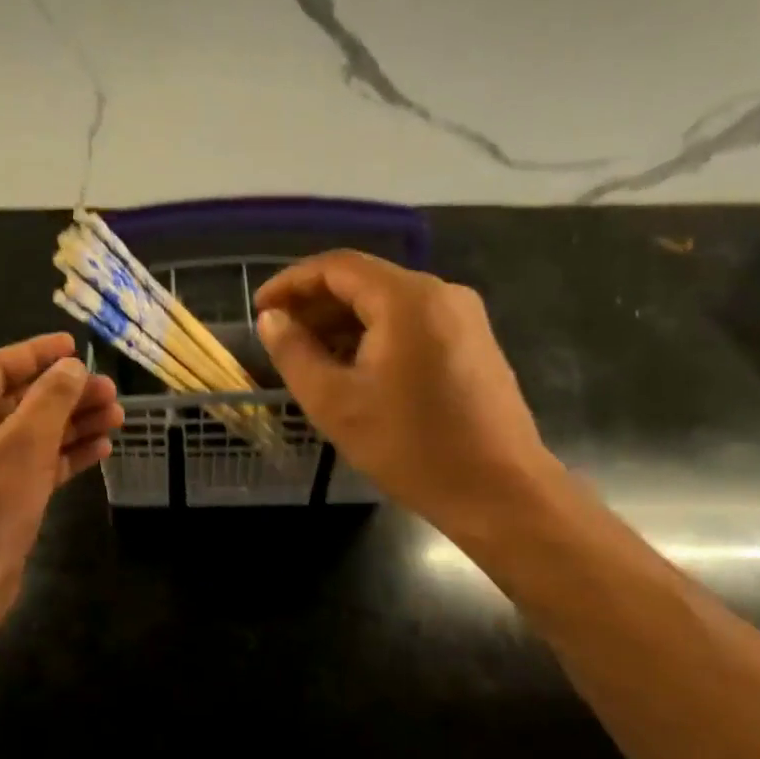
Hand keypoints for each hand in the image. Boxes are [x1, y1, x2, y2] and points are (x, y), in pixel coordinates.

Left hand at [0, 333, 121, 622]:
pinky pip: (35, 466)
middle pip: (20, 401)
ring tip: (118, 418)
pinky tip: (101, 451)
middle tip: (111, 391)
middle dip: (67, 394)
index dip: (37, 353)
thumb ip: (50, 399)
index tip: (75, 346)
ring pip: (32, 435)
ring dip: (73, 425)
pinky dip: (65, 457)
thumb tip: (71, 366)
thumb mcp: (22, 444)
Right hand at [254, 251, 554, 527]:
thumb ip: (294, 353)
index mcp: (407, 299)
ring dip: (344, 323)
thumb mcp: (335, 403)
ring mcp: (464, 318)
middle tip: (280, 336)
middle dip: (316, 305)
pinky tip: (353, 369)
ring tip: (309, 357)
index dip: (291, 283)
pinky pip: (413, 324)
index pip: (337, 267)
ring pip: (389, 304)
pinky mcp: (474, 343)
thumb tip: (271, 320)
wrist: (499, 491)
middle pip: (365, 281)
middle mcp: (440, 293)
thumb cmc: (411, 447)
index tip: (260, 309)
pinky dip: (375, 336)